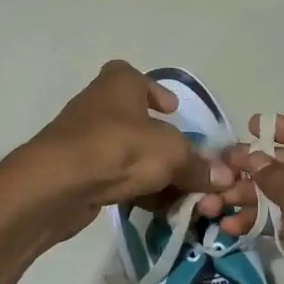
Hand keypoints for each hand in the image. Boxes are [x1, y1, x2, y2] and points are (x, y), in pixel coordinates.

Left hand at [21, 61, 259, 241]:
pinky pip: (114, 176)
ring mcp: (84, 139)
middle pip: (137, 120)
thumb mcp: (172, 154)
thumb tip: (225, 177)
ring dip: (151, 170)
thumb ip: (199, 165)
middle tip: (185, 161)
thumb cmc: (119, 148)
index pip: (137, 77)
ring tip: (177, 191)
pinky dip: (133, 188)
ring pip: (127, 152)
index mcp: (120, 83)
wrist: (58, 184)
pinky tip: (153, 207)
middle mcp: (100, 104)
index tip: (174, 111)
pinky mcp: (77, 171)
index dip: (157, 92)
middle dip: (162, 143)